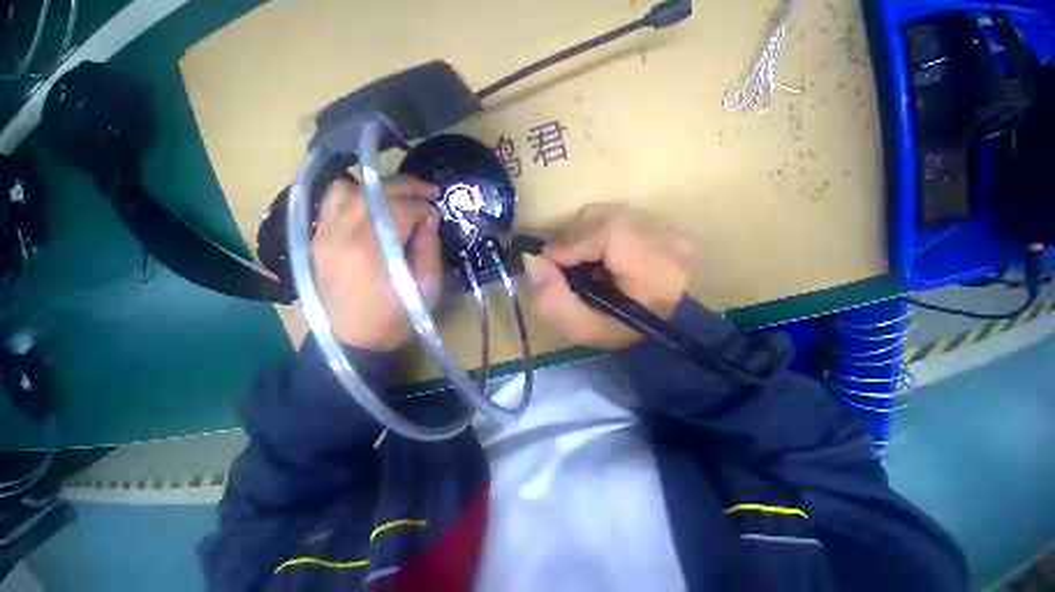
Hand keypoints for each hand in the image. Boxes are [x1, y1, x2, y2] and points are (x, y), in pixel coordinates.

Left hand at [312, 176, 441, 350]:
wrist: (355, 339)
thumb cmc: (397, 317)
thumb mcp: (426, 286)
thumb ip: (429, 247)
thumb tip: (428, 217)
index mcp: (372, 252)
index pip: (399, 209)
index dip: (422, 206)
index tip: (436, 213)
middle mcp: (341, 236)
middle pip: (373, 192)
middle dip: (406, 188)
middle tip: (428, 193)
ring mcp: (323, 235)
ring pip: (347, 189)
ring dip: (377, 190)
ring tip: (397, 200)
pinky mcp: (316, 239)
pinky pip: (331, 202)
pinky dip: (355, 197)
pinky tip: (372, 208)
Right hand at [525, 204, 690, 349]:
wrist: (645, 323)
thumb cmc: (615, 330)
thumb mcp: (578, 328)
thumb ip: (552, 300)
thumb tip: (534, 260)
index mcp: (659, 273)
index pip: (612, 233)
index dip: (574, 242)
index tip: (551, 261)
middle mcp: (671, 244)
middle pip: (606, 219)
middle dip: (573, 239)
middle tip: (562, 264)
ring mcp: (668, 230)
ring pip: (607, 213)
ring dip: (582, 235)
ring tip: (581, 263)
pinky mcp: (659, 224)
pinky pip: (613, 214)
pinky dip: (593, 231)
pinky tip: (596, 255)